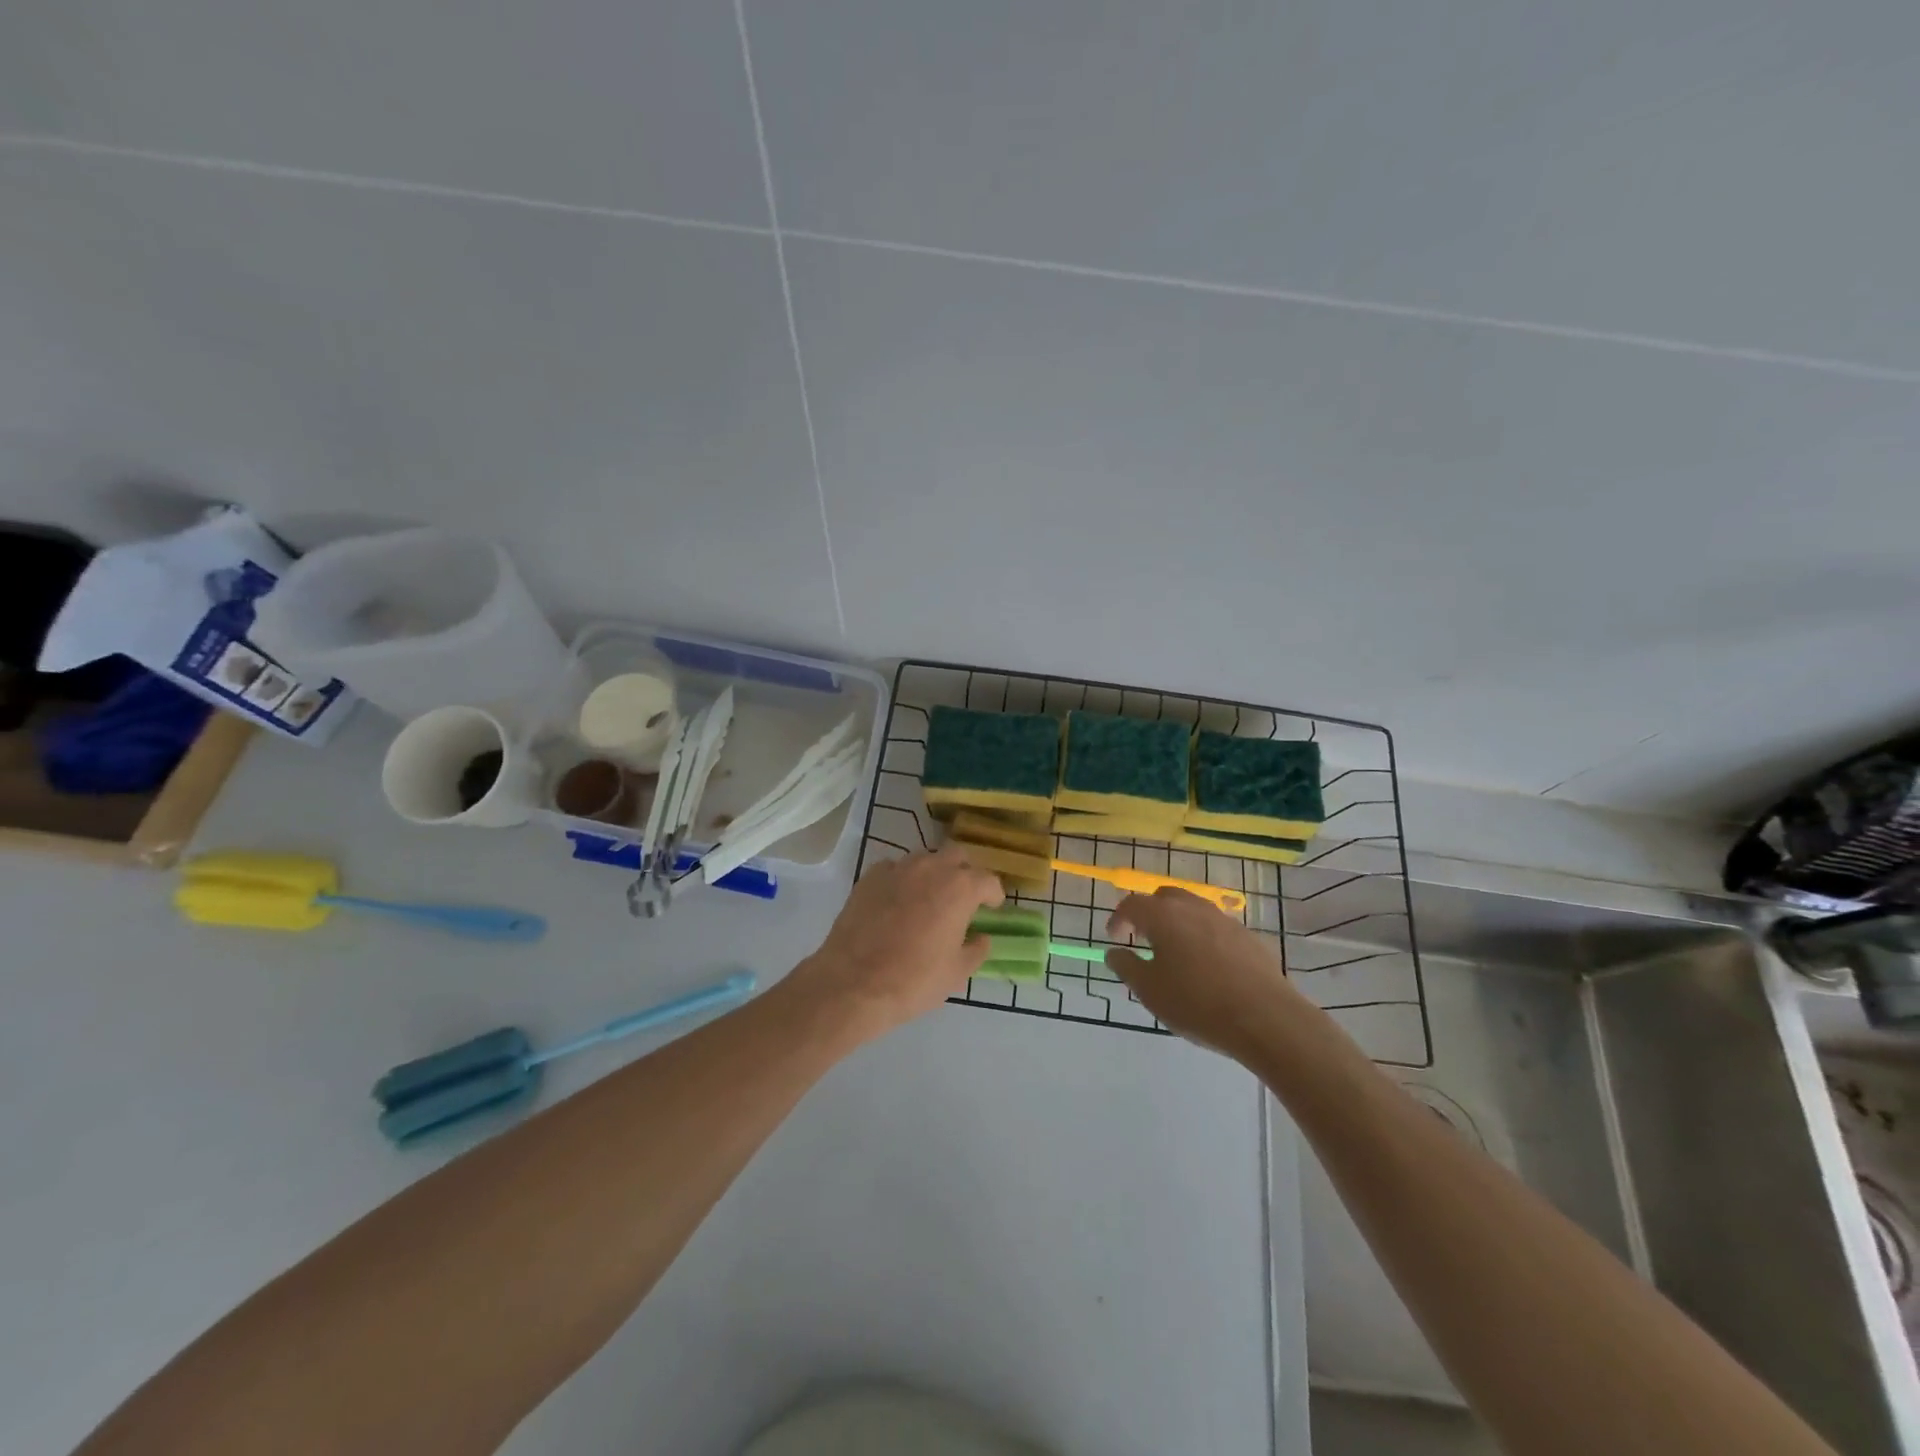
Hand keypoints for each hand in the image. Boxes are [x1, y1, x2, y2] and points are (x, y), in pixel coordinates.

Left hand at [786, 848, 1004, 1046]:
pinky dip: (901, 881)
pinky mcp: (869, 877)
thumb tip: (981, 938)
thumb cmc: (913, 981)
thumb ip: (976, 950)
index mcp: (959, 888)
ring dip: (932, 874)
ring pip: (924, 859)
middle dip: (964, 873)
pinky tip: (896, 903)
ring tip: (928, 899)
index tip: (992, 907)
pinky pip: (893, 870)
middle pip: (957, 856)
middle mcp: (931, 868)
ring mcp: (897, 869)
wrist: (853, 983)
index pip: (988, 880)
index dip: (993, 894)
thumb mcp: (956, 973)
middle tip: (961, 898)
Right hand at [1106, 888, 1305, 1059]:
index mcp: (1164, 916)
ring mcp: (1225, 920)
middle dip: (1149, 913)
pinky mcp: (1249, 937)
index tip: (1114, 937)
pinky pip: (1216, 928)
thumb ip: (1126, 967)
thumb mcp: (1150, 991)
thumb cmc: (1197, 1003)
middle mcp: (1193, 908)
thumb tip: (1114, 952)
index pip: (1132, 904)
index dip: (1119, 918)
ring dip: (1178, 923)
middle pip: (1164, 897)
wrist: (1266, 1018)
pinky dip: (1203, 937)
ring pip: (1193, 909)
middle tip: (1143, 938)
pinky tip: (1208, 966)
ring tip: (1175, 952)